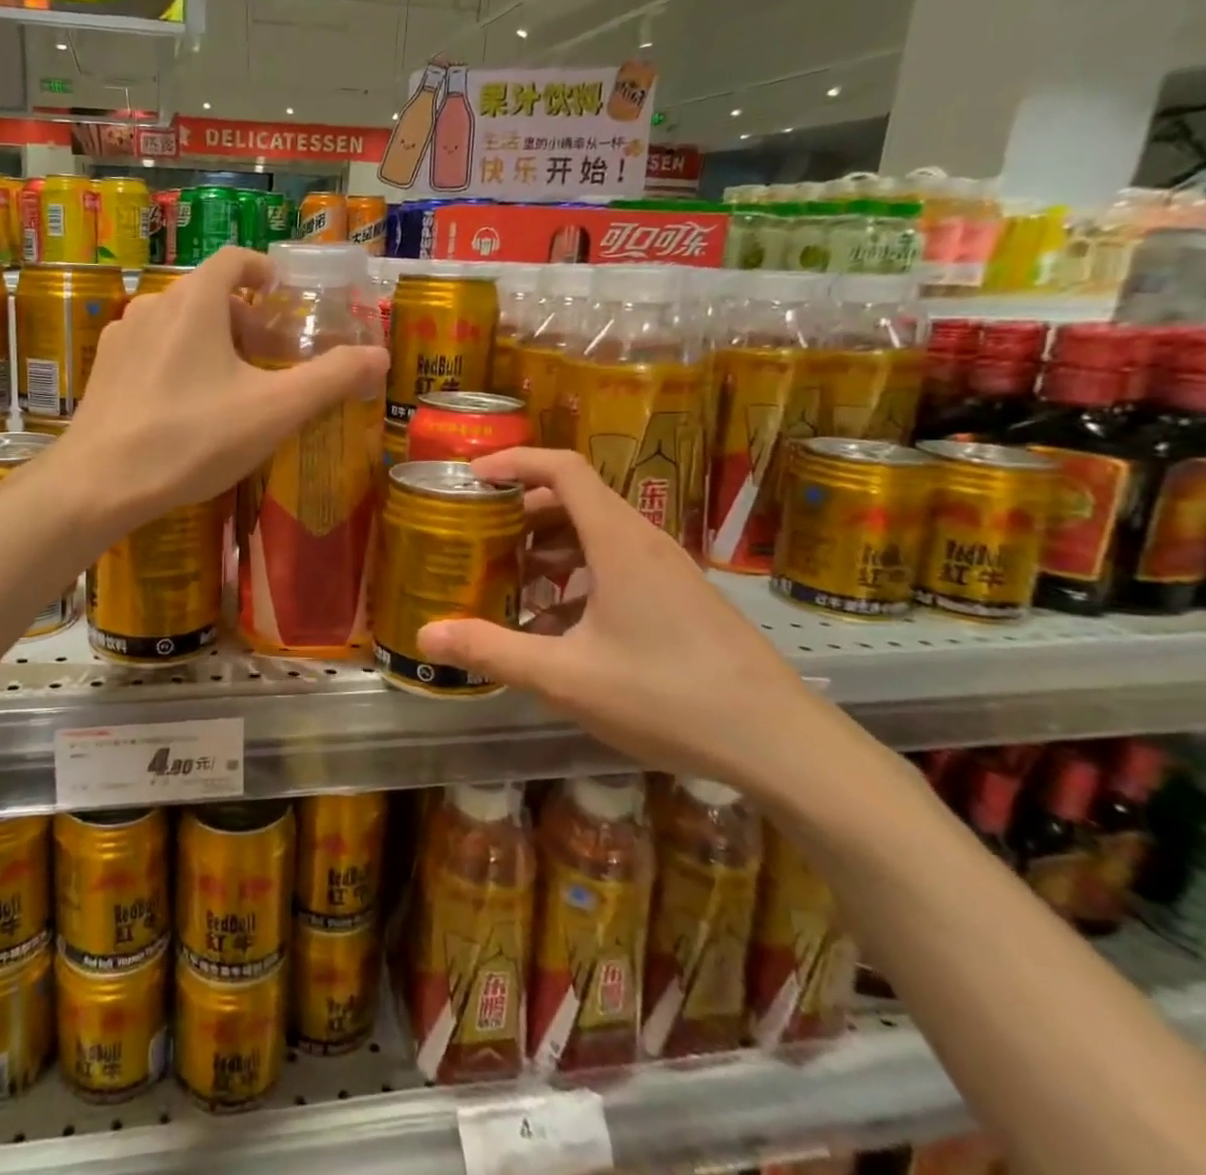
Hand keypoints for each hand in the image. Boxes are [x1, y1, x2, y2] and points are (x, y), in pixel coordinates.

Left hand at [58, 248, 388, 527]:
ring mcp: (121, 337)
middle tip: (271, 358)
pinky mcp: (103, 371)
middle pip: (209, 295)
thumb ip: (331, 378)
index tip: (284, 297)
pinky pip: (151, 351)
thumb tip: (380, 356)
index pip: (234, 259)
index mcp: (195, 301)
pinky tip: (186, 407)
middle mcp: (153, 305)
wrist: (99, 483)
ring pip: (178, 324)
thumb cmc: (192, 438)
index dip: (264, 271)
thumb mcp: (274, 410)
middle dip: (246, 320)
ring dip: (211, 342)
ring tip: (232, 385)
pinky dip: (178, 362)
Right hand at [415, 448, 851, 795]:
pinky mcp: (679, 599)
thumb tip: (425, 638)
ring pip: (596, 536)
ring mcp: (667, 571)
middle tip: (480, 538)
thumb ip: (492, 651)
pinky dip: (577, 578)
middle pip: (575, 500)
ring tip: (512, 584)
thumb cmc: (667, 696)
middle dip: (521, 512)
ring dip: (548, 549)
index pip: (562, 469)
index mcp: (618, 541)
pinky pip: (616, 566)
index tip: (472, 478)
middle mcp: (644, 542)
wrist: (780, 743)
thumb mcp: (566, 676)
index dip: (514, 462)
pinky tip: (557, 627)